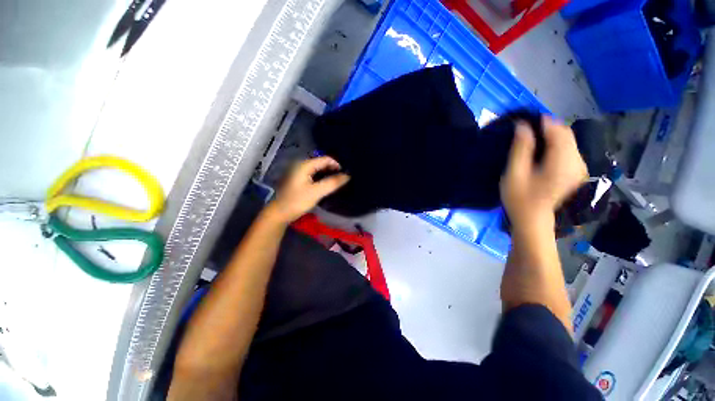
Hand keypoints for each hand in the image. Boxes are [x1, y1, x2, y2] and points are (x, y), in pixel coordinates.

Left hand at [266, 156, 349, 223]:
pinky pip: (315, 176)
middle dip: (333, 170)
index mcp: (305, 165)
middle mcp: (302, 165)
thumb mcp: (316, 192)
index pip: (326, 159)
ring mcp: (300, 173)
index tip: (346, 175)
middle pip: (322, 163)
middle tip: (343, 179)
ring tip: (338, 183)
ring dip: (329, 175)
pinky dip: (323, 179)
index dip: (337, 165)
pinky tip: (328, 186)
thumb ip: (332, 183)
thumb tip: (347, 176)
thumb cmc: (297, 201)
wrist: (280, 213)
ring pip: (319, 170)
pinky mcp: (300, 180)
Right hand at [500, 117, 587, 227]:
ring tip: (532, 140)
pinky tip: (543, 153)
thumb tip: (523, 126)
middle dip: (548, 128)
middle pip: (566, 134)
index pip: (559, 131)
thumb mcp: (514, 174)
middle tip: (526, 131)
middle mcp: (577, 162)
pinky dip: (556, 146)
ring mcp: (579, 168)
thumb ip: (520, 149)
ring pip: (569, 142)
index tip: (525, 121)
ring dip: (552, 136)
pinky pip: (569, 151)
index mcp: (563, 162)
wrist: (534, 221)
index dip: (543, 122)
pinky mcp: (577, 173)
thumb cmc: (520, 199)